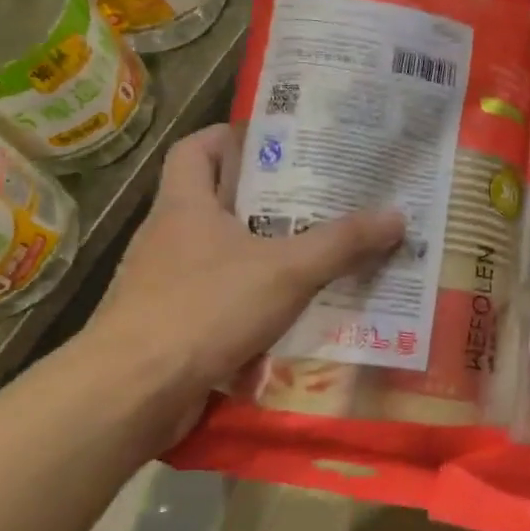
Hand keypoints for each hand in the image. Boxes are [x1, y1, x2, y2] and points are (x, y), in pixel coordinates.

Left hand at [84, 125, 404, 442]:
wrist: (132, 392)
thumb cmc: (204, 309)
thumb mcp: (287, 270)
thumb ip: (342, 243)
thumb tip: (397, 216)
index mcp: (185, 206)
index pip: (196, 150)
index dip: (231, 138)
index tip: (276, 143)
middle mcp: (170, 238)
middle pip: (218, 203)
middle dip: (268, 202)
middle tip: (322, 201)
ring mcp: (167, 285)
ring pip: (224, 256)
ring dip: (265, 256)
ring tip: (318, 256)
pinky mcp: (173, 327)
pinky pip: (222, 302)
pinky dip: (255, 304)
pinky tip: (292, 315)